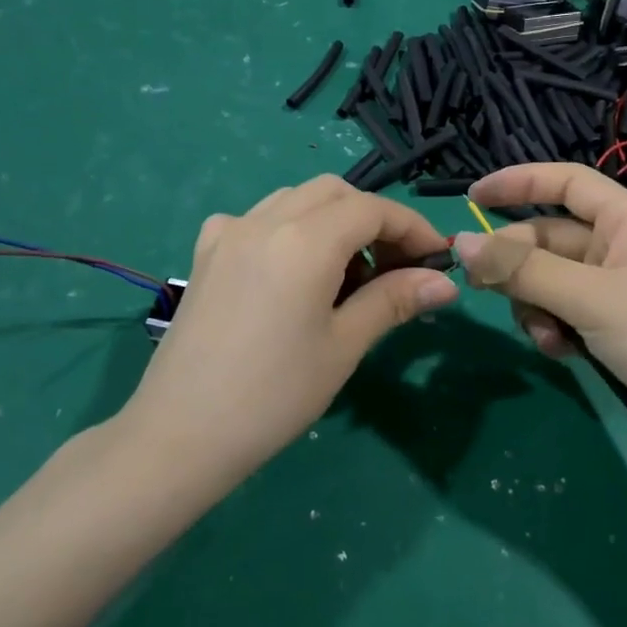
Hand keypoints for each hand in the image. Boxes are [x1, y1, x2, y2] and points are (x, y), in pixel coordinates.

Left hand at [121, 176, 458, 477]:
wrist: (181, 433)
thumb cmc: (274, 395)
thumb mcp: (343, 346)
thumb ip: (393, 300)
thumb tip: (445, 282)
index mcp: (304, 240)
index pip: (372, 210)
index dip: (412, 228)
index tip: (437, 259)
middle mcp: (265, 220)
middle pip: (334, 192)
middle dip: (373, 219)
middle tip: (394, 267)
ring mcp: (229, 232)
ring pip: (294, 199)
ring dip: (332, 219)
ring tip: (346, 274)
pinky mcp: (206, 253)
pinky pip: (257, 218)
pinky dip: (288, 228)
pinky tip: (289, 270)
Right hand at [454, 163, 626, 457]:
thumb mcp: (591, 298)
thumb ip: (524, 270)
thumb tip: (461, 243)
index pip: (567, 182)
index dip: (520, 182)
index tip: (473, 195)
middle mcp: (620, 248)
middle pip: (550, 238)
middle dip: (518, 265)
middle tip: (483, 289)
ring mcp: (618, 291)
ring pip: (551, 281)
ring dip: (534, 305)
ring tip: (544, 336)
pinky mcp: (615, 329)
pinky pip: (565, 313)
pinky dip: (554, 329)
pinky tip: (560, 353)